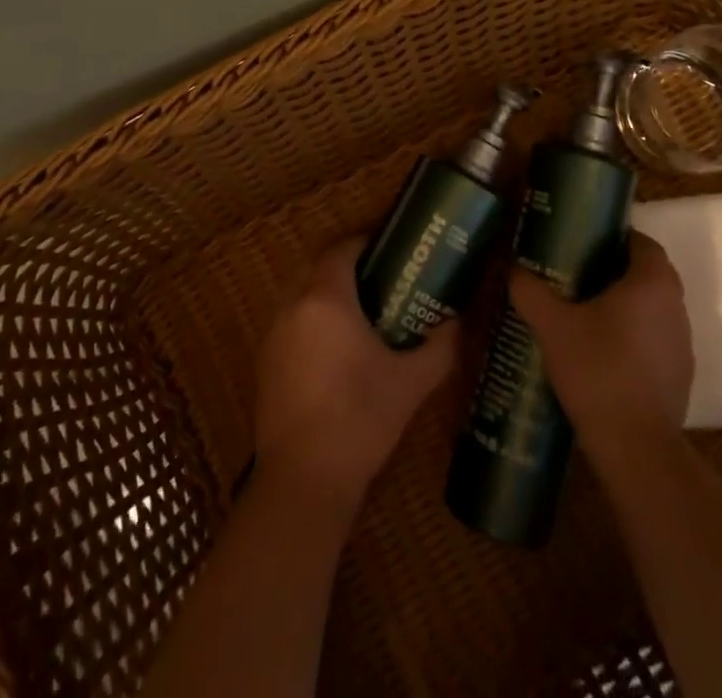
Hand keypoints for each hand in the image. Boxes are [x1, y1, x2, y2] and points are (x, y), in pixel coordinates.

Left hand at [253, 237, 456, 505]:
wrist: (304, 479)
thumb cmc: (360, 418)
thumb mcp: (411, 383)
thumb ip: (439, 348)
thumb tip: (457, 323)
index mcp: (326, 299)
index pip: (341, 250)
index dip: (364, 242)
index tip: (389, 246)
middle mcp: (293, 307)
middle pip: (317, 269)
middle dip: (345, 267)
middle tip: (380, 279)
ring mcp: (273, 336)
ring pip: (300, 297)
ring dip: (326, 295)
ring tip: (361, 313)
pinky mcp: (264, 365)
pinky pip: (290, 325)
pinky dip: (311, 323)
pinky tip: (335, 351)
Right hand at [511, 232, 692, 457]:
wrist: (635, 446)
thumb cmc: (597, 370)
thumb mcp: (552, 325)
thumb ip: (530, 291)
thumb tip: (513, 268)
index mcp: (651, 282)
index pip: (642, 242)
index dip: (615, 238)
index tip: (585, 244)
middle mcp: (675, 306)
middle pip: (649, 274)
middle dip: (616, 270)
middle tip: (578, 274)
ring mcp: (682, 343)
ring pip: (654, 308)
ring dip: (627, 305)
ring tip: (586, 312)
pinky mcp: (681, 375)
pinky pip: (656, 340)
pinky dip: (635, 337)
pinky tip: (603, 352)